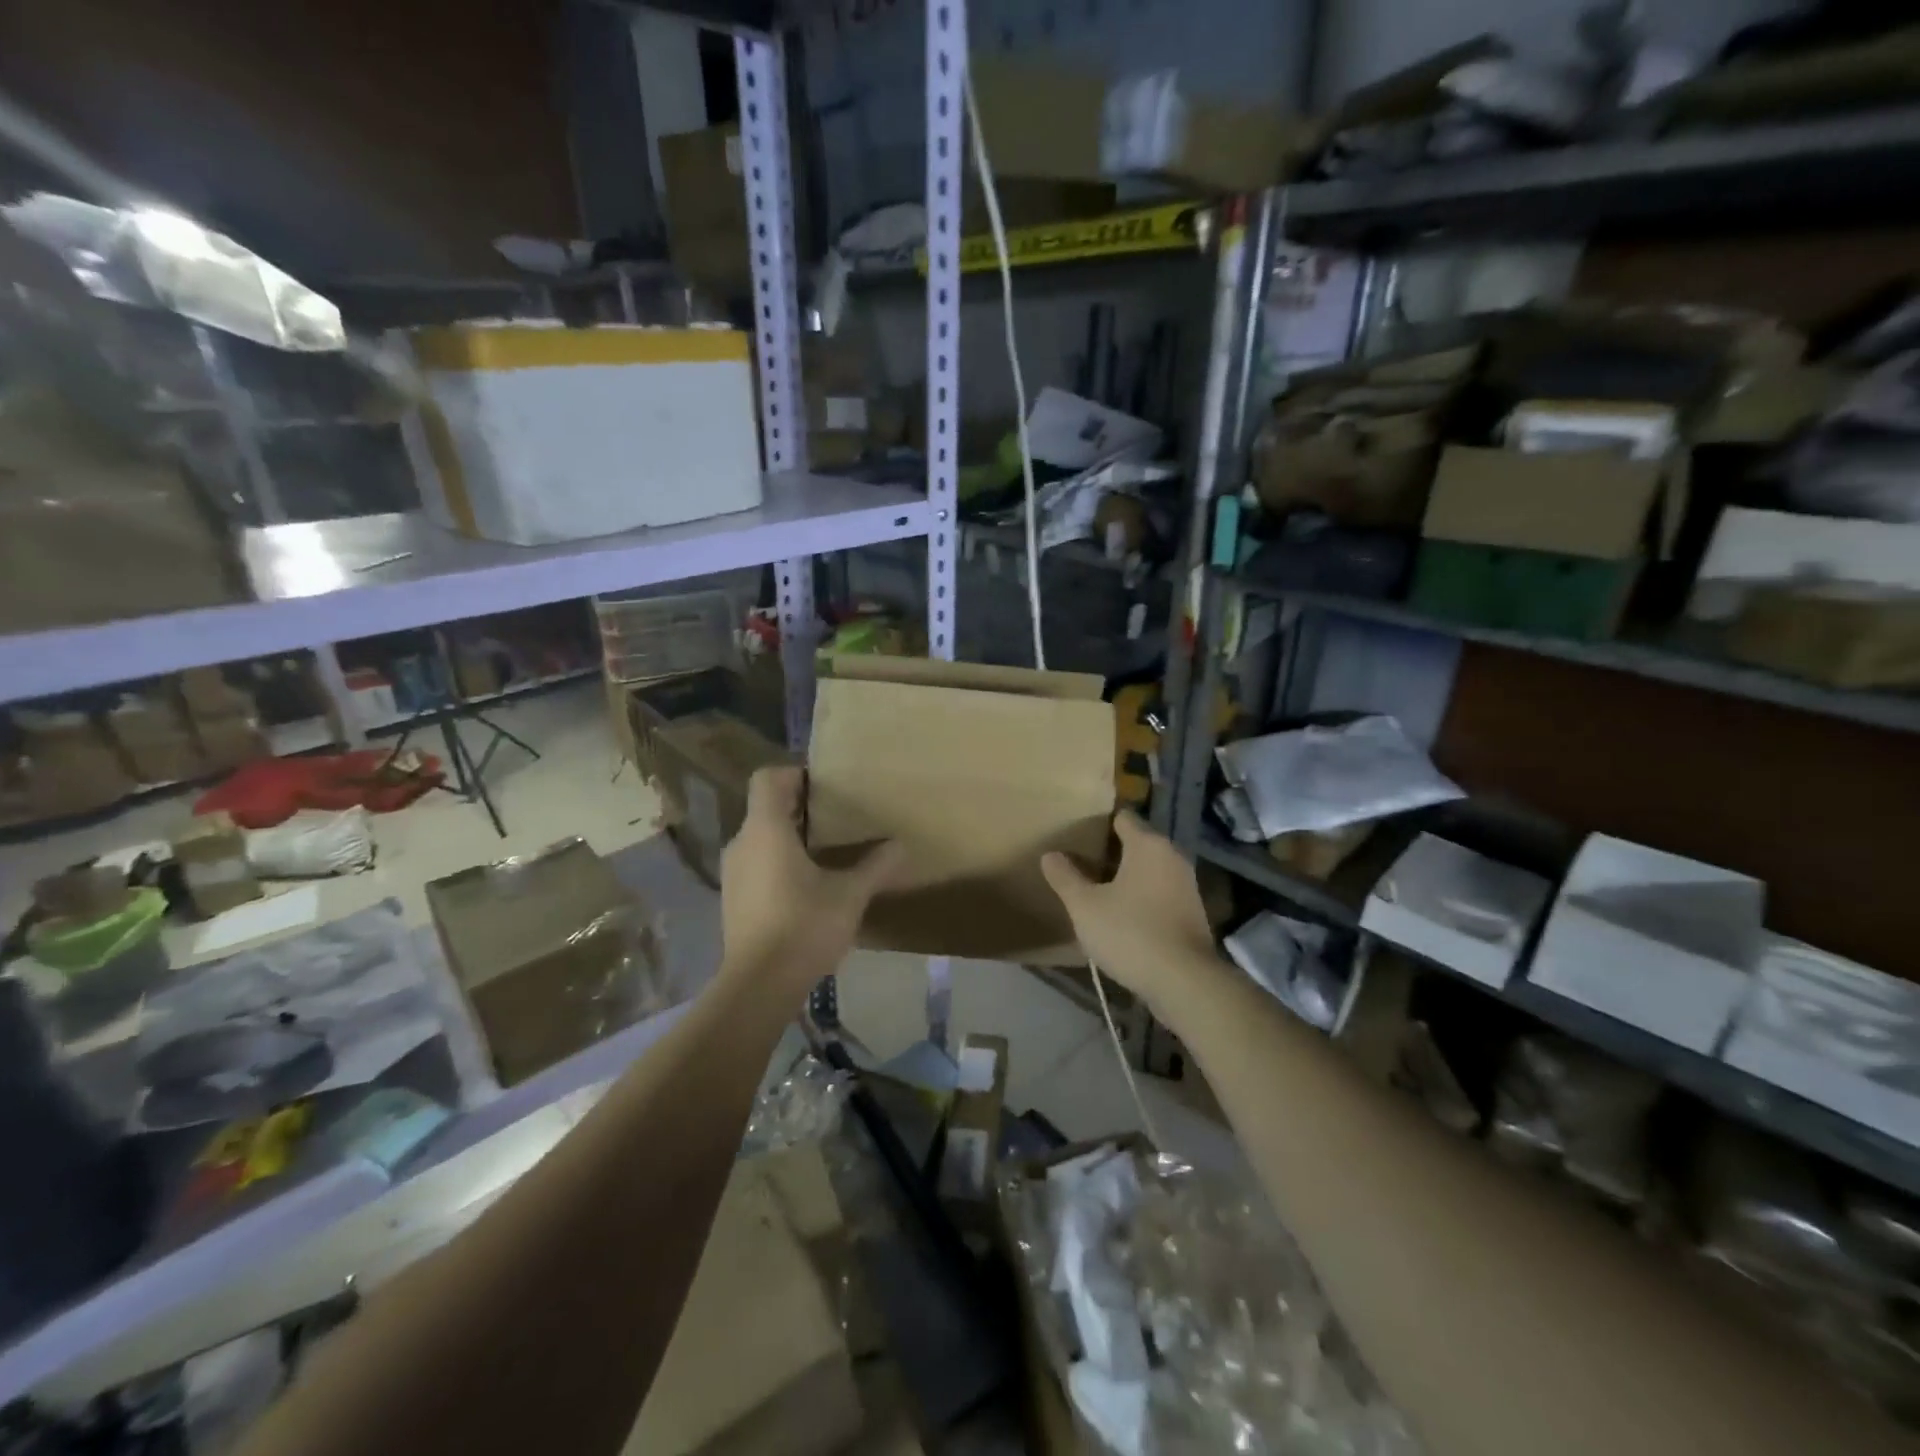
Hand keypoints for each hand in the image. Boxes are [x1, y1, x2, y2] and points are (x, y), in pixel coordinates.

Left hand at [719, 766, 903, 999]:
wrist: (758, 986)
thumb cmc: (804, 926)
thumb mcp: (850, 895)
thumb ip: (875, 866)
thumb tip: (901, 846)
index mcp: (766, 829)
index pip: (767, 779)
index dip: (794, 774)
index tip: (824, 786)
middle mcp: (742, 843)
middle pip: (766, 807)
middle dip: (799, 807)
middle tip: (837, 817)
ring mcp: (733, 873)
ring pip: (760, 837)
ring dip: (789, 837)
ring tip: (826, 851)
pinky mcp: (733, 898)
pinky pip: (756, 863)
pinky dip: (778, 862)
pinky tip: (807, 886)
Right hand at [1041, 811, 1217, 1015]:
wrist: (1184, 982)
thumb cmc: (1130, 933)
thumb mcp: (1085, 906)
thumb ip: (1065, 877)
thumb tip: (1050, 855)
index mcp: (1148, 845)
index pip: (1122, 818)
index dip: (1098, 823)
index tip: (1077, 835)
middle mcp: (1172, 857)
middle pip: (1136, 843)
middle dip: (1110, 852)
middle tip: (1079, 864)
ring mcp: (1186, 886)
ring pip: (1149, 871)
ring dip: (1126, 878)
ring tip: (1096, 891)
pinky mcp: (1192, 914)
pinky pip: (1159, 894)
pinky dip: (1141, 899)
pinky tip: (1121, 917)